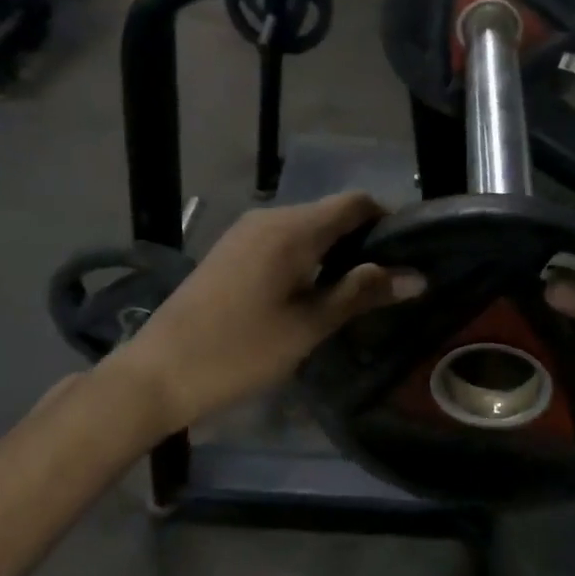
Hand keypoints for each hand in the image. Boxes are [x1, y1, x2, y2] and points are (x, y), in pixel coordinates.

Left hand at [106, 192, 423, 434]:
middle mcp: (269, 218)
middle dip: (364, 240)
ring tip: (356, 292)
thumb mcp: (309, 326)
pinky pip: (284, 240)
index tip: (410, 254)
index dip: (388, 221)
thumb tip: (417, 276)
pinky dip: (309, 257)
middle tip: (389, 282)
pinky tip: (313, 292)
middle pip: (332, 213)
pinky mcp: (231, 250)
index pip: (356, 203)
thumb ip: (362, 294)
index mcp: (292, 229)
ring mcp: (245, 232)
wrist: (157, 373)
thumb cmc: (239, 351)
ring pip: (308, 228)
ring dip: (336, 251)